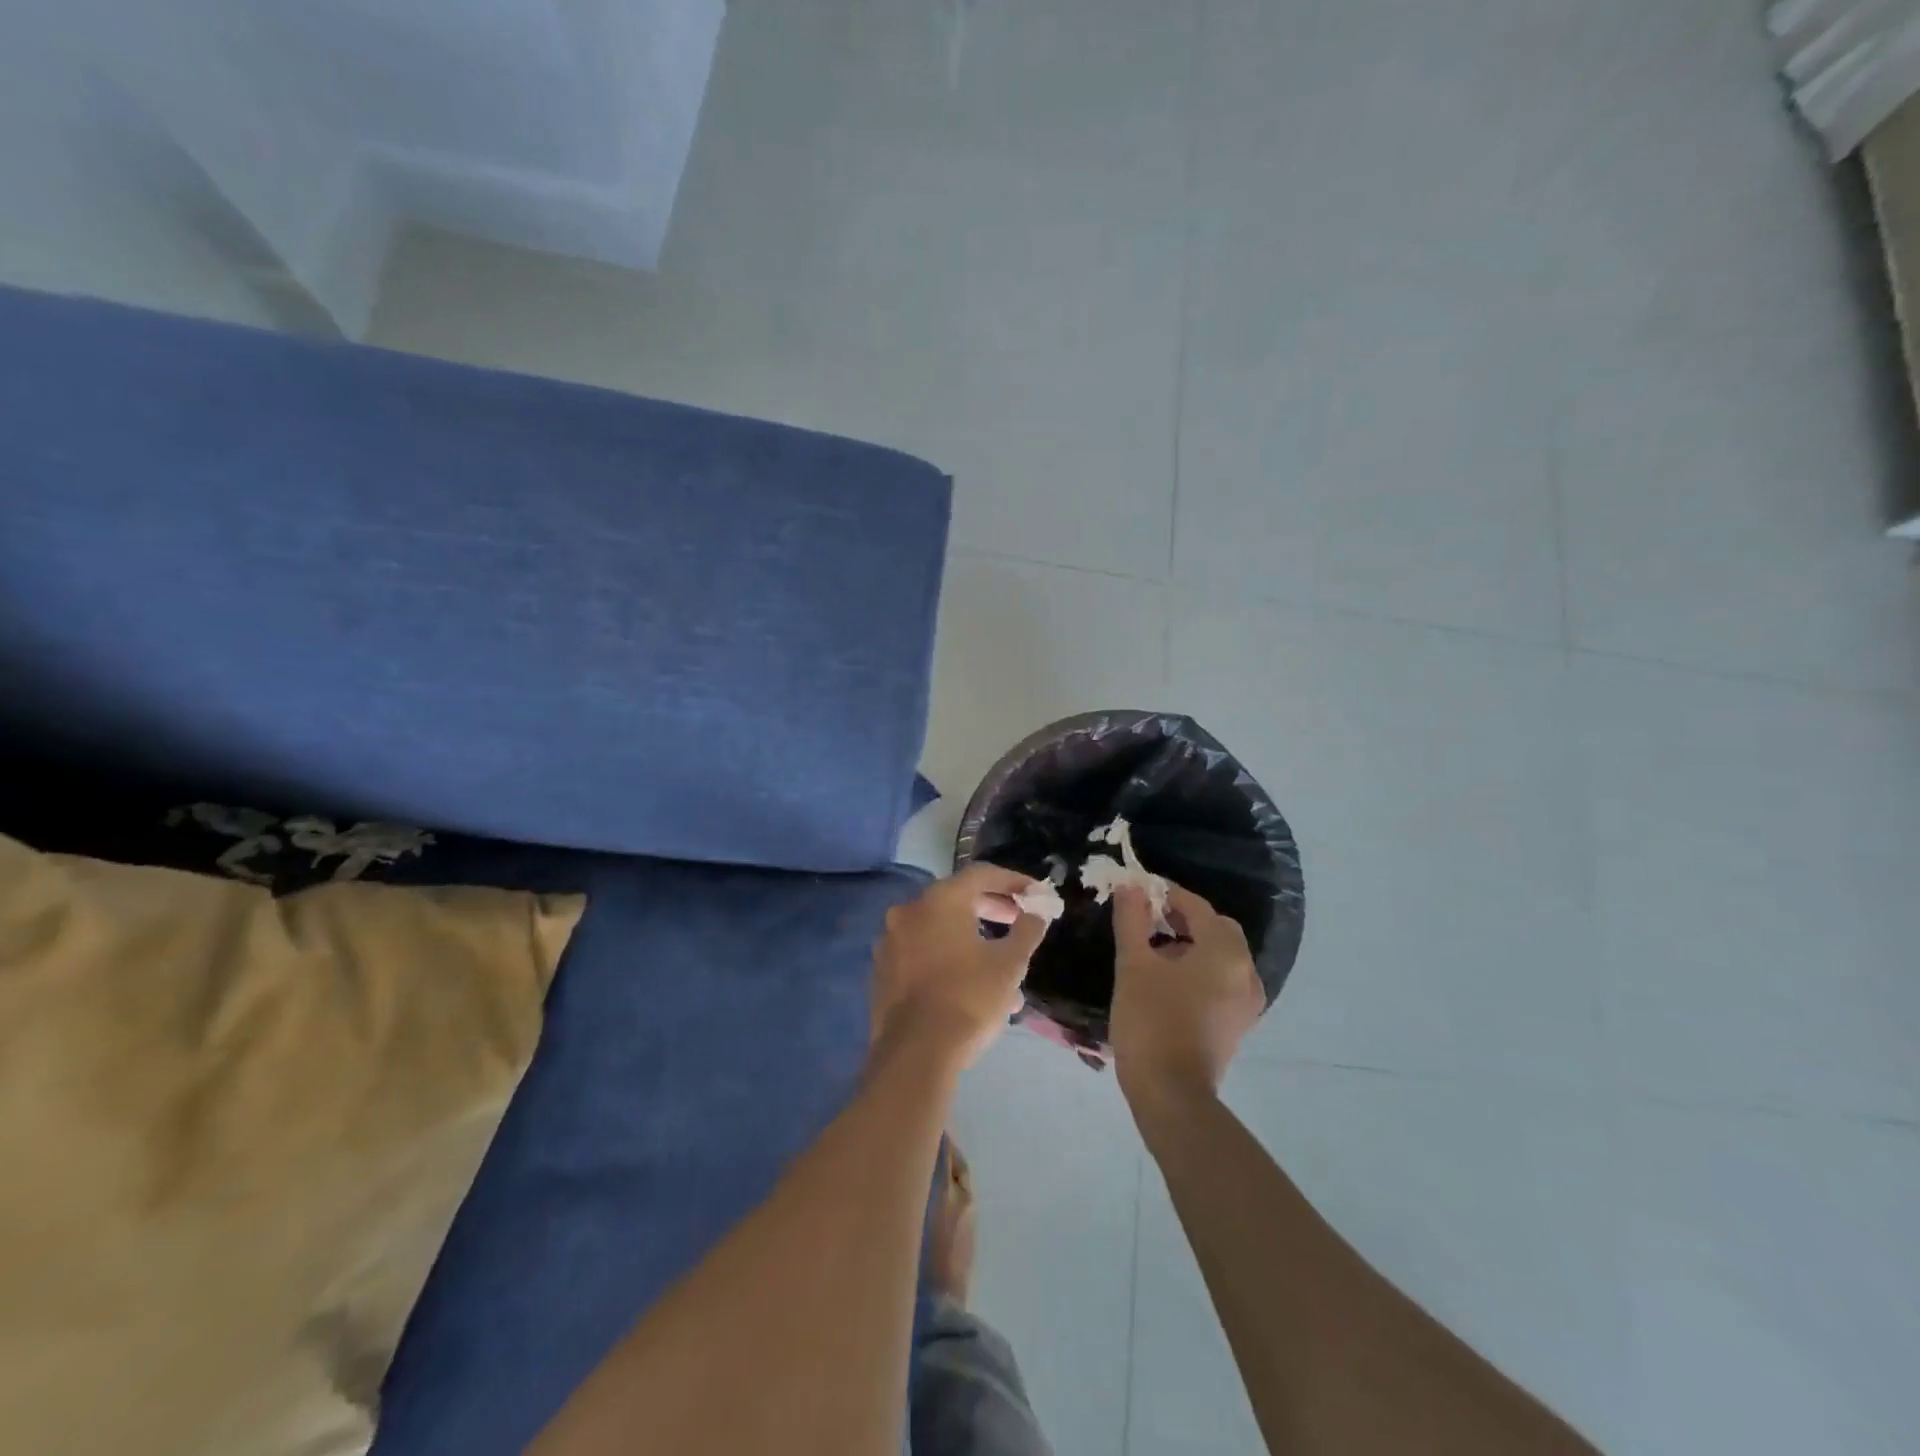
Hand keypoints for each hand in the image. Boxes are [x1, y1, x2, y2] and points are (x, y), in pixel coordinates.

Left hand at [871, 863, 1050, 1068]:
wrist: (915, 1053)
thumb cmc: (969, 998)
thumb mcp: (1010, 964)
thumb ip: (1027, 931)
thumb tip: (1036, 913)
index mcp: (940, 900)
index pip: (981, 874)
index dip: (1013, 881)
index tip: (1035, 894)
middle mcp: (909, 911)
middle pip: (956, 898)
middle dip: (991, 908)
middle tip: (1017, 921)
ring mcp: (890, 941)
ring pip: (939, 930)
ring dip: (971, 939)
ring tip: (1001, 966)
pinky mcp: (882, 971)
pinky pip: (921, 953)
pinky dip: (947, 958)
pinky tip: (969, 985)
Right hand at [1110, 881, 1263, 1110]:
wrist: (1170, 1094)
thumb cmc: (1151, 1021)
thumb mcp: (1133, 965)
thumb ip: (1132, 920)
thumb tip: (1131, 886)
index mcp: (1225, 952)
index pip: (1198, 908)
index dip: (1167, 896)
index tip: (1138, 896)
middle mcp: (1246, 972)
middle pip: (1216, 929)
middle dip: (1183, 920)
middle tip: (1147, 922)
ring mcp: (1246, 1002)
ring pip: (1220, 956)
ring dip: (1191, 945)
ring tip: (1152, 952)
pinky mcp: (1237, 1023)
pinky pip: (1222, 980)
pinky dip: (1200, 970)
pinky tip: (1168, 981)